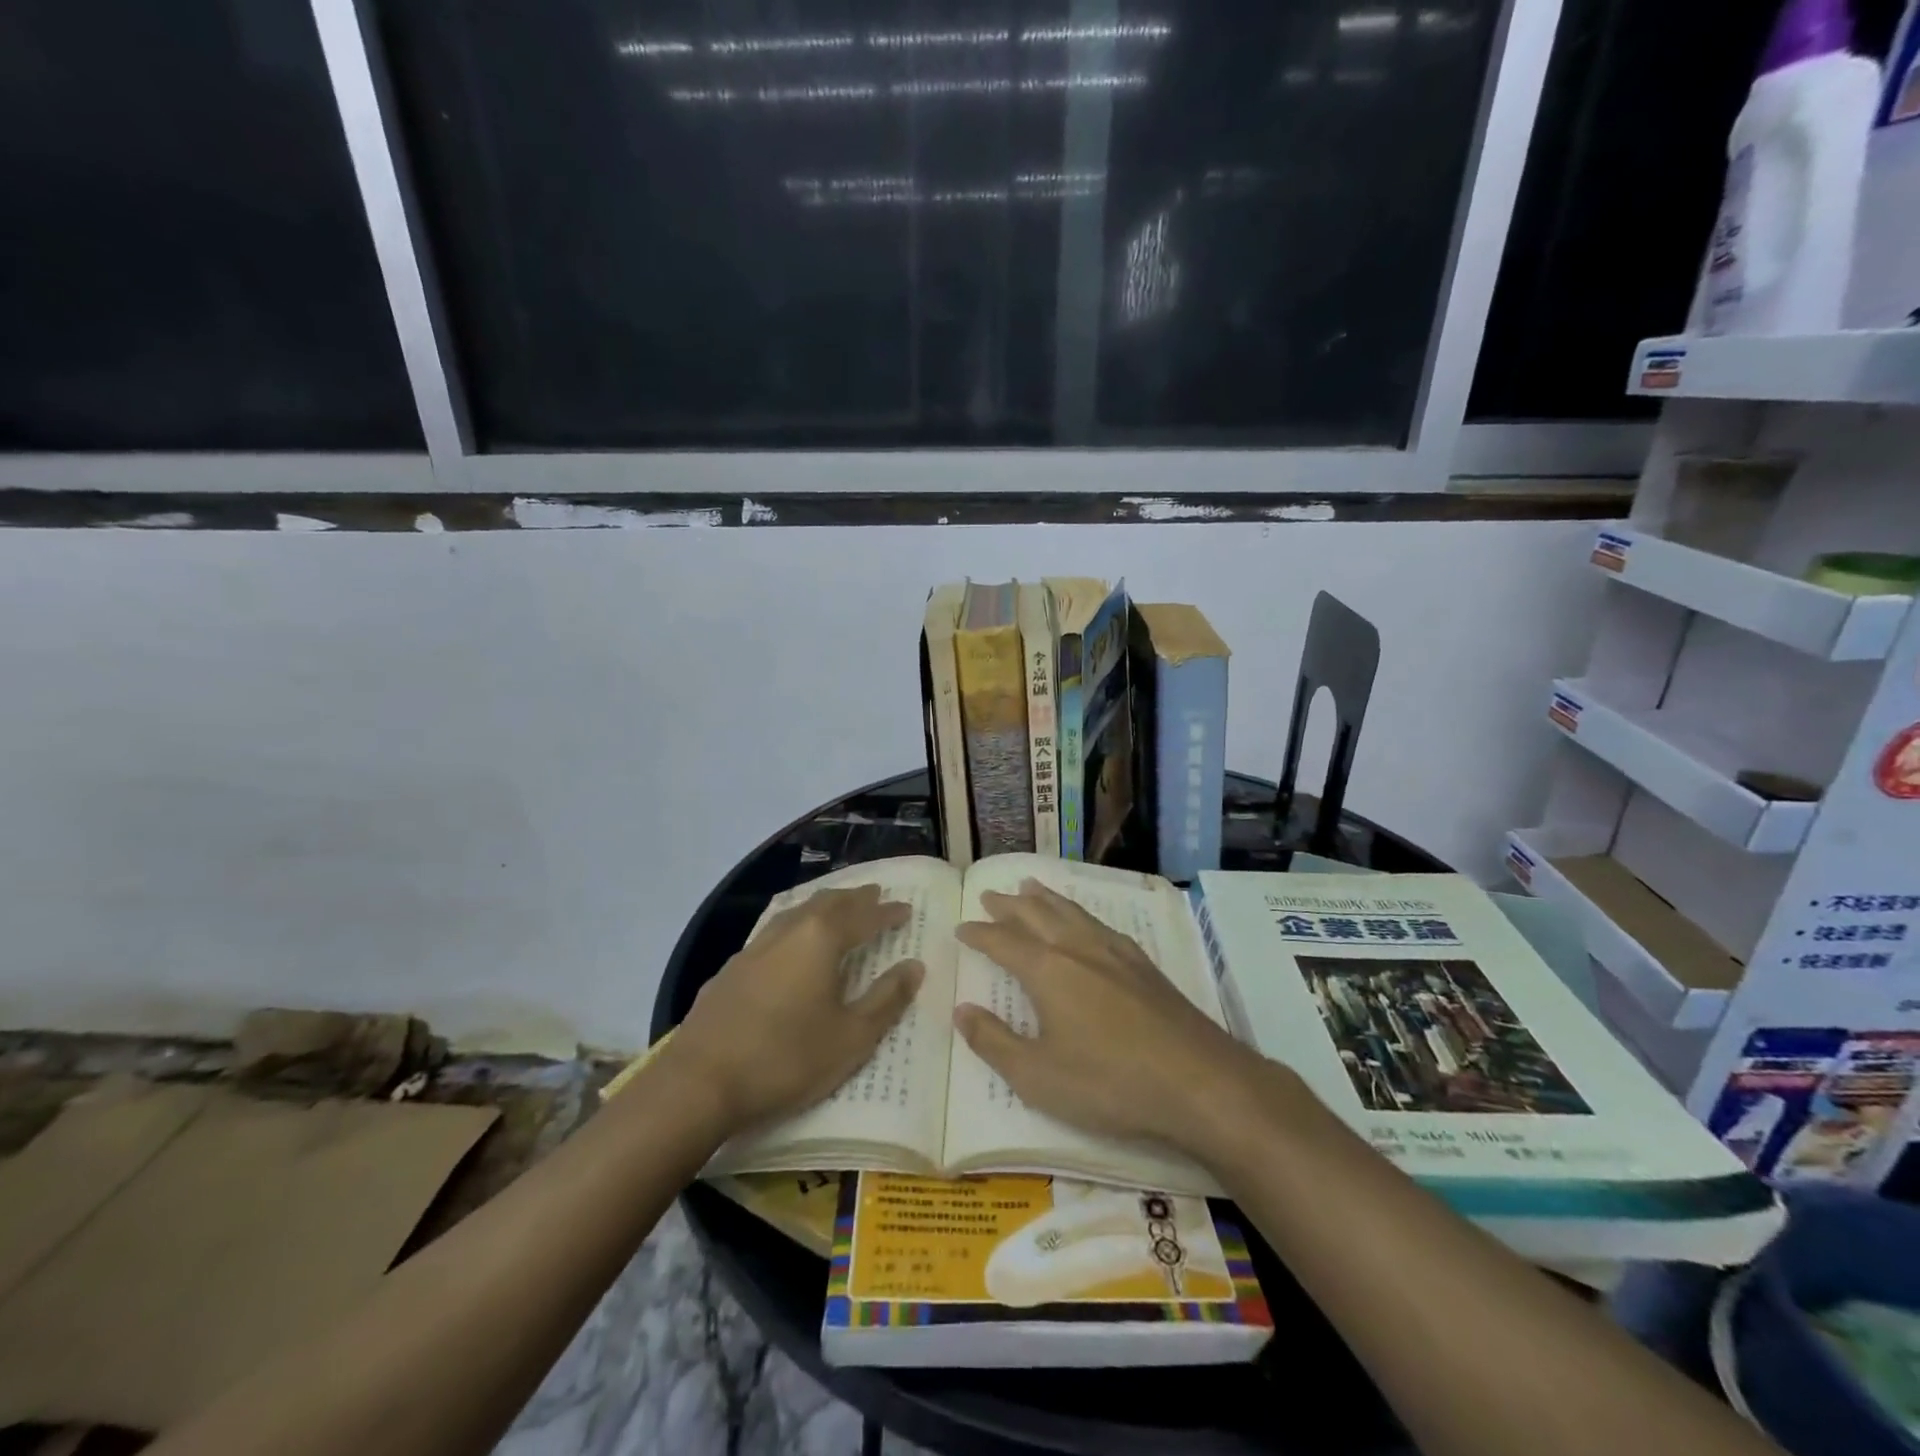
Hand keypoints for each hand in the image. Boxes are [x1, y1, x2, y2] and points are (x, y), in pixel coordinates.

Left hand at [667, 885, 923, 1136]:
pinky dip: (796, 926)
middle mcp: (788, 931)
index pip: (864, 916)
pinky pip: (774, 931)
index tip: (906, 909)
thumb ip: (886, 999)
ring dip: (823, 907)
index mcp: (821, 940)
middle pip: (827, 903)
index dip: (887, 912)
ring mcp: (754, 948)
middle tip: (874, 895)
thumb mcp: (851, 1037)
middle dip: (854, 898)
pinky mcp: (731, 969)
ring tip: (837, 909)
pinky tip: (791, 944)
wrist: (699, 1082)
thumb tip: (914, 966)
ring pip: (797, 912)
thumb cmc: (786, 1058)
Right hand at [953, 880, 1284, 1164]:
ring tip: (1030, 886)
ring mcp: (1115, 952)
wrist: (1199, 1081)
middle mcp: (1078, 948)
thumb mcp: (1037, 1076)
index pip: (1003, 941)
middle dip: (1009, 905)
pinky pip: (1100, 923)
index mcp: (1048, 970)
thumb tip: (962, 1010)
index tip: (962, 928)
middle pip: (1036, 914)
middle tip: (990, 894)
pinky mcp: (1144, 965)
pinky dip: (1080, 913)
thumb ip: (994, 1041)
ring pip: (1071, 911)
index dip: (980, 933)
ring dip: (1045, 898)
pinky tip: (1085, 922)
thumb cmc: (1109, 1083)